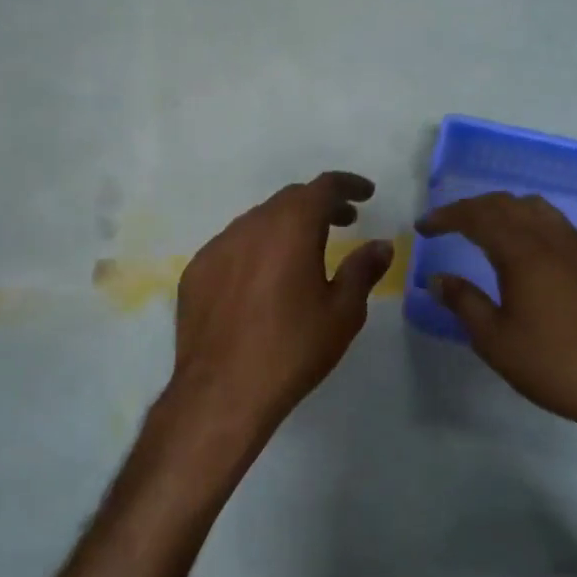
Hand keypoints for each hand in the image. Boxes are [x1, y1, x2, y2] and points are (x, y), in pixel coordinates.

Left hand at [161, 172, 392, 456]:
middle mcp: (251, 225)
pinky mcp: (196, 271)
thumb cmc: (293, 349)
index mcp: (291, 227)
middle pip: (289, 199)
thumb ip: (363, 270)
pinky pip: (232, 246)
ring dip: (285, 226)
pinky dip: (255, 249)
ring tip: (304, 252)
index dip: (348, 185)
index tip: (366, 194)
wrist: (222, 391)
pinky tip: (263, 280)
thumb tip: (380, 245)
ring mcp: (217, 246)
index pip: (323, 187)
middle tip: (343, 222)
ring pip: (258, 221)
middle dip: (319, 205)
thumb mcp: (342, 312)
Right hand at [417, 192, 576, 446]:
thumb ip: (464, 303)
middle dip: (471, 208)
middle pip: (505, 204)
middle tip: (447, 225)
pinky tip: (526, 249)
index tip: (423, 228)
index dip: (445, 217)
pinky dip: (529, 222)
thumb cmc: (554, 365)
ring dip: (503, 210)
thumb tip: (438, 279)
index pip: (476, 217)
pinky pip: (556, 223)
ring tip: (484, 229)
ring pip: (535, 208)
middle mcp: (551, 238)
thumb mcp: (495, 340)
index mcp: (523, 253)